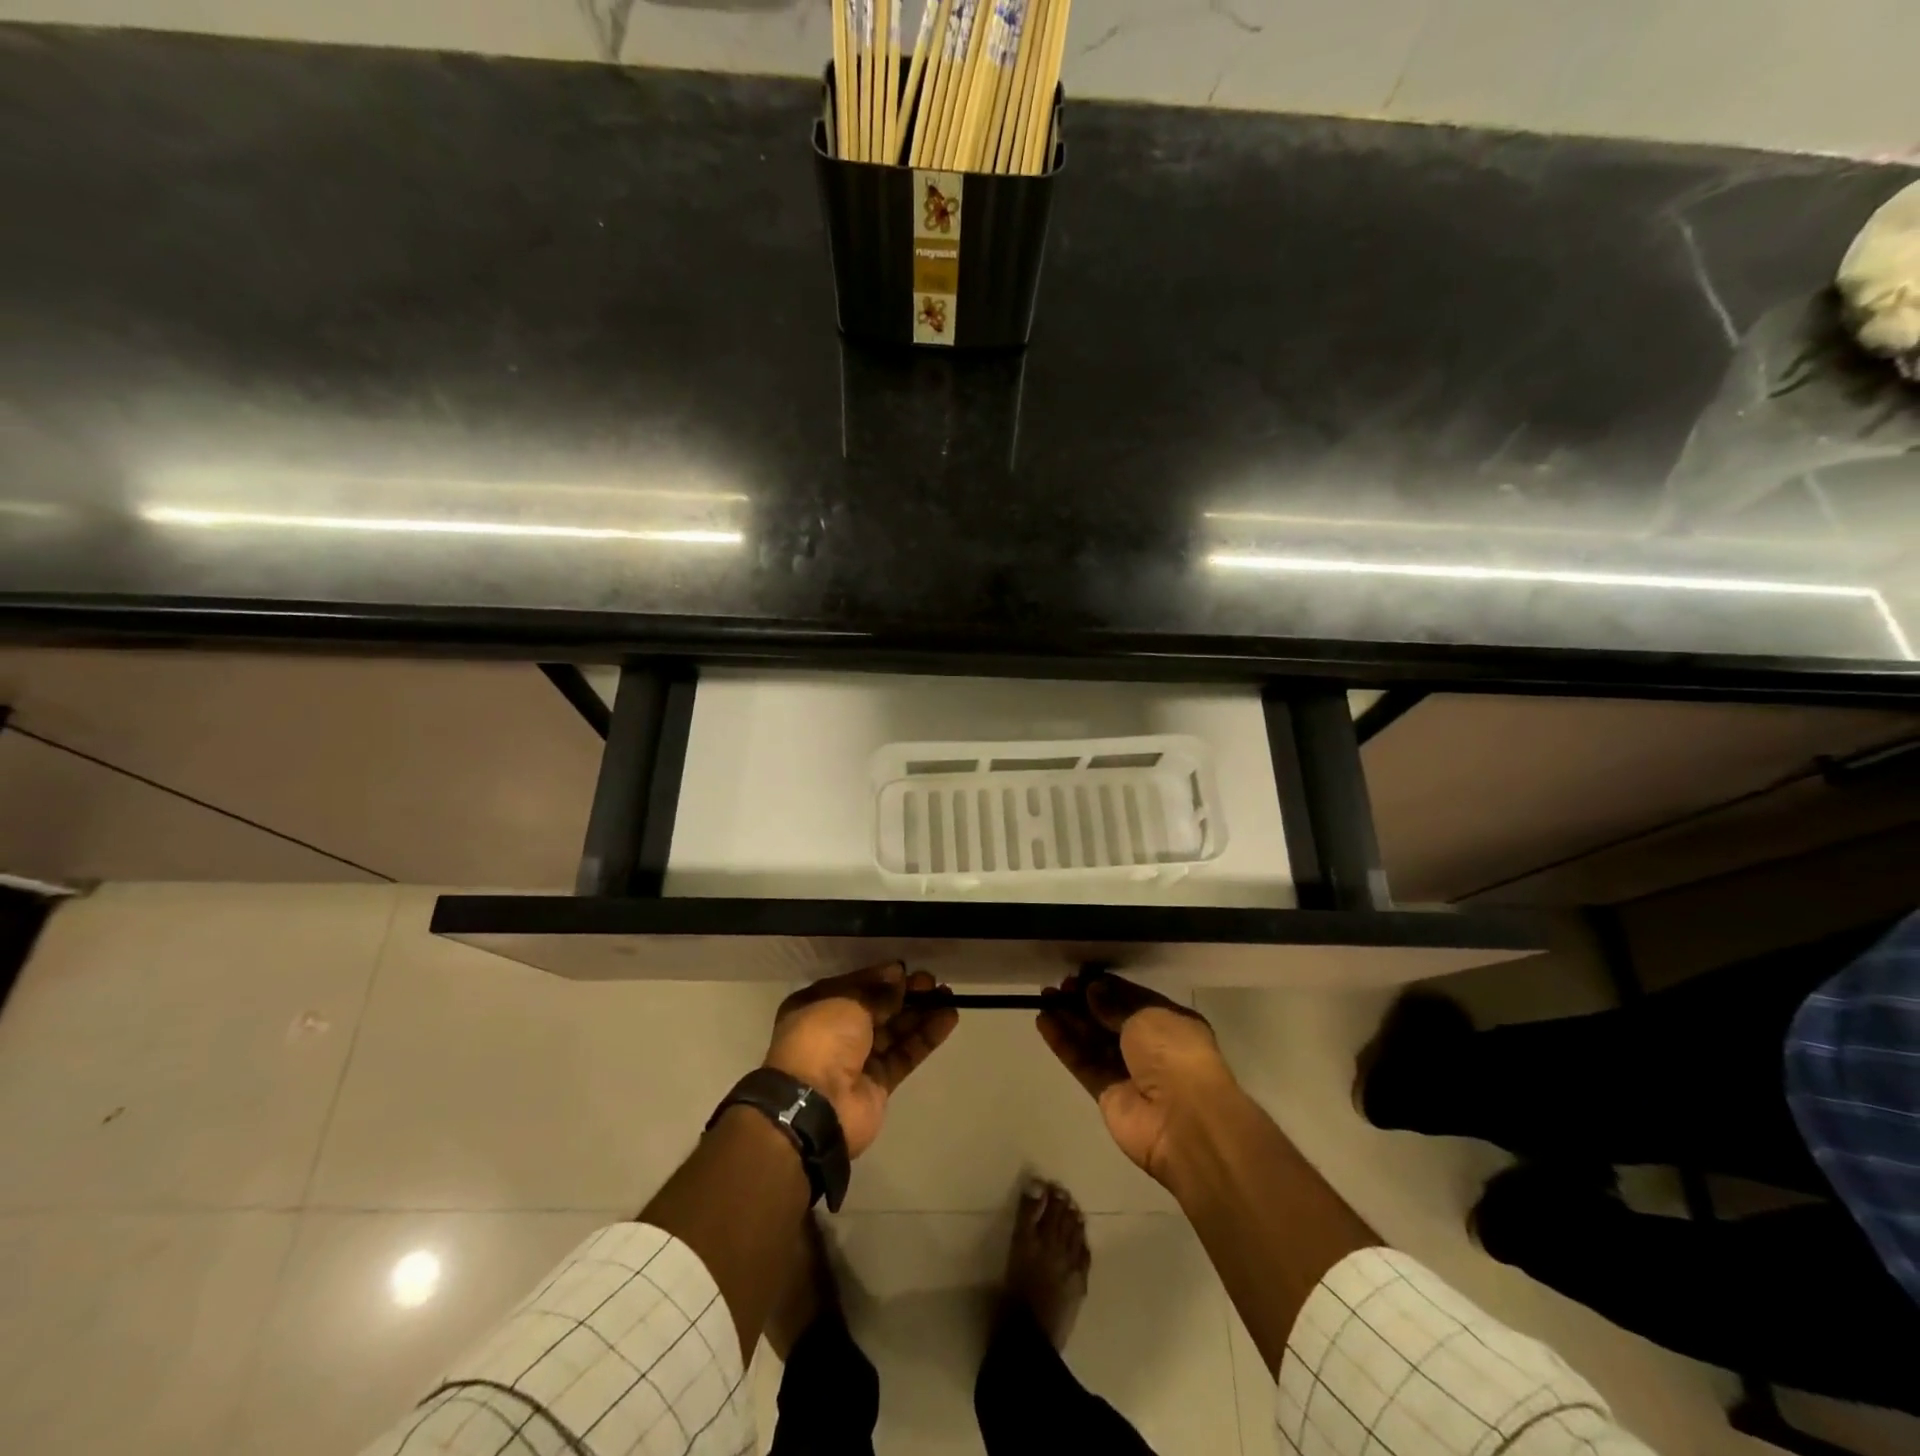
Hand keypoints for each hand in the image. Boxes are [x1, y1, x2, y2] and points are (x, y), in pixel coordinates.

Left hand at [765, 963, 958, 1157]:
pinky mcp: (879, 1084)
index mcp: (817, 1007)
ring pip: (894, 1031)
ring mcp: (858, 1060)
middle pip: (877, 1008)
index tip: (907, 970)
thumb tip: (899, 975)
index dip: (881, 978)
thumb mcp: (849, 1002)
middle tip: (933, 982)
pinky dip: (925, 1037)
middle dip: (904, 994)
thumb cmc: (823, 1039)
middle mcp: (836, 1032)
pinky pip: (905, 1054)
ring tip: (948, 996)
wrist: (816, 1106)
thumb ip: (878, 991)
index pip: (855, 986)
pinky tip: (949, 1019)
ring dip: (920, 1014)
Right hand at [1037, 970, 1237, 1183]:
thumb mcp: (1146, 1016)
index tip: (1079, 975)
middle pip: (1109, 1019)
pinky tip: (1043, 1022)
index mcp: (1170, 1022)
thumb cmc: (1173, 1055)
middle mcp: (1150, 1046)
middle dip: (1083, 1001)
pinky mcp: (1108, 1095)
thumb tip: (1092, 990)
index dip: (1105, 986)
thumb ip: (1114, 1003)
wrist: (1183, 1121)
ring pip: (1093, 1040)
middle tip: (1057, 987)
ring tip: (1043, 998)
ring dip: (1069, 1019)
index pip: (1132, 998)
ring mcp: (1129, 1072)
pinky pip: (1083, 1063)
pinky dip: (1064, 1044)